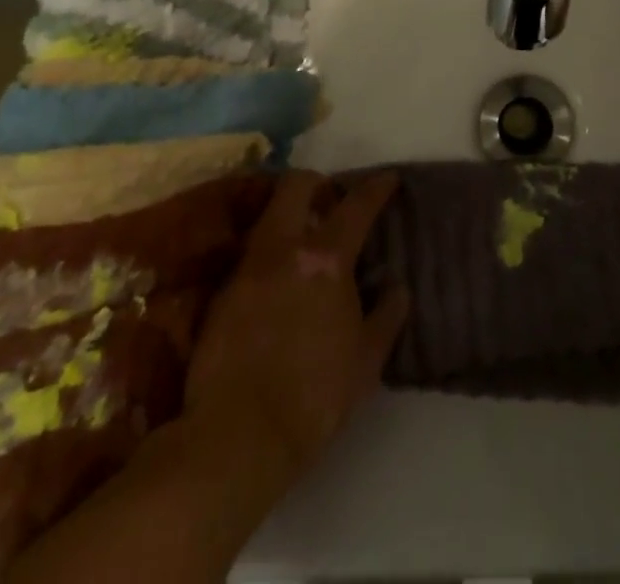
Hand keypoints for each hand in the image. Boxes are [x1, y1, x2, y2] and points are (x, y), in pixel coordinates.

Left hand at [182, 170, 409, 483]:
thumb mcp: (366, 362)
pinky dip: (270, 254)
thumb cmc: (313, 398)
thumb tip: (398, 289)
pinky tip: (278, 280)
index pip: (356, 206)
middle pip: (296, 186)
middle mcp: (283, 250)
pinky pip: (251, 254)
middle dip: (318, 184)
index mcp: (325, 259)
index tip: (388, 180)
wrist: (236, 439)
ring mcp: (247, 269)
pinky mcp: (221, 295)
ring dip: (290, 216)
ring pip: (269, 217)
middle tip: (332, 203)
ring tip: (306, 240)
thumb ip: (385, 318)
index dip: (376, 188)